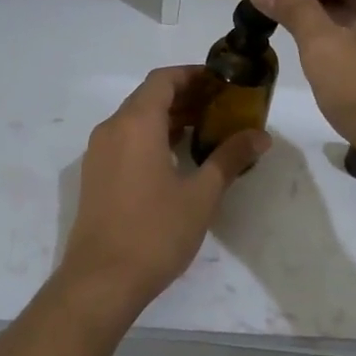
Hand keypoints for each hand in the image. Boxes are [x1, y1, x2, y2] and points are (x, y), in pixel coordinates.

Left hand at [58, 66, 268, 315]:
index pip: (163, 80)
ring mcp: (99, 153)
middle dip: (185, 96)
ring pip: (135, 120)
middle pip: (148, 97)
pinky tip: (176, 157)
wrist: (101, 280)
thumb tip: (260, 136)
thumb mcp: (200, 195)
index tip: (222, 83)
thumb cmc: (155, 232)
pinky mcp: (96, 175)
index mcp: (135, 124)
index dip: (193, 75)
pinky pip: (125, 140)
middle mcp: (112, 129)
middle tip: (221, 107)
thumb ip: (229, 158)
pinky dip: (151, 137)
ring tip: (205, 130)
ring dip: (168, 118)